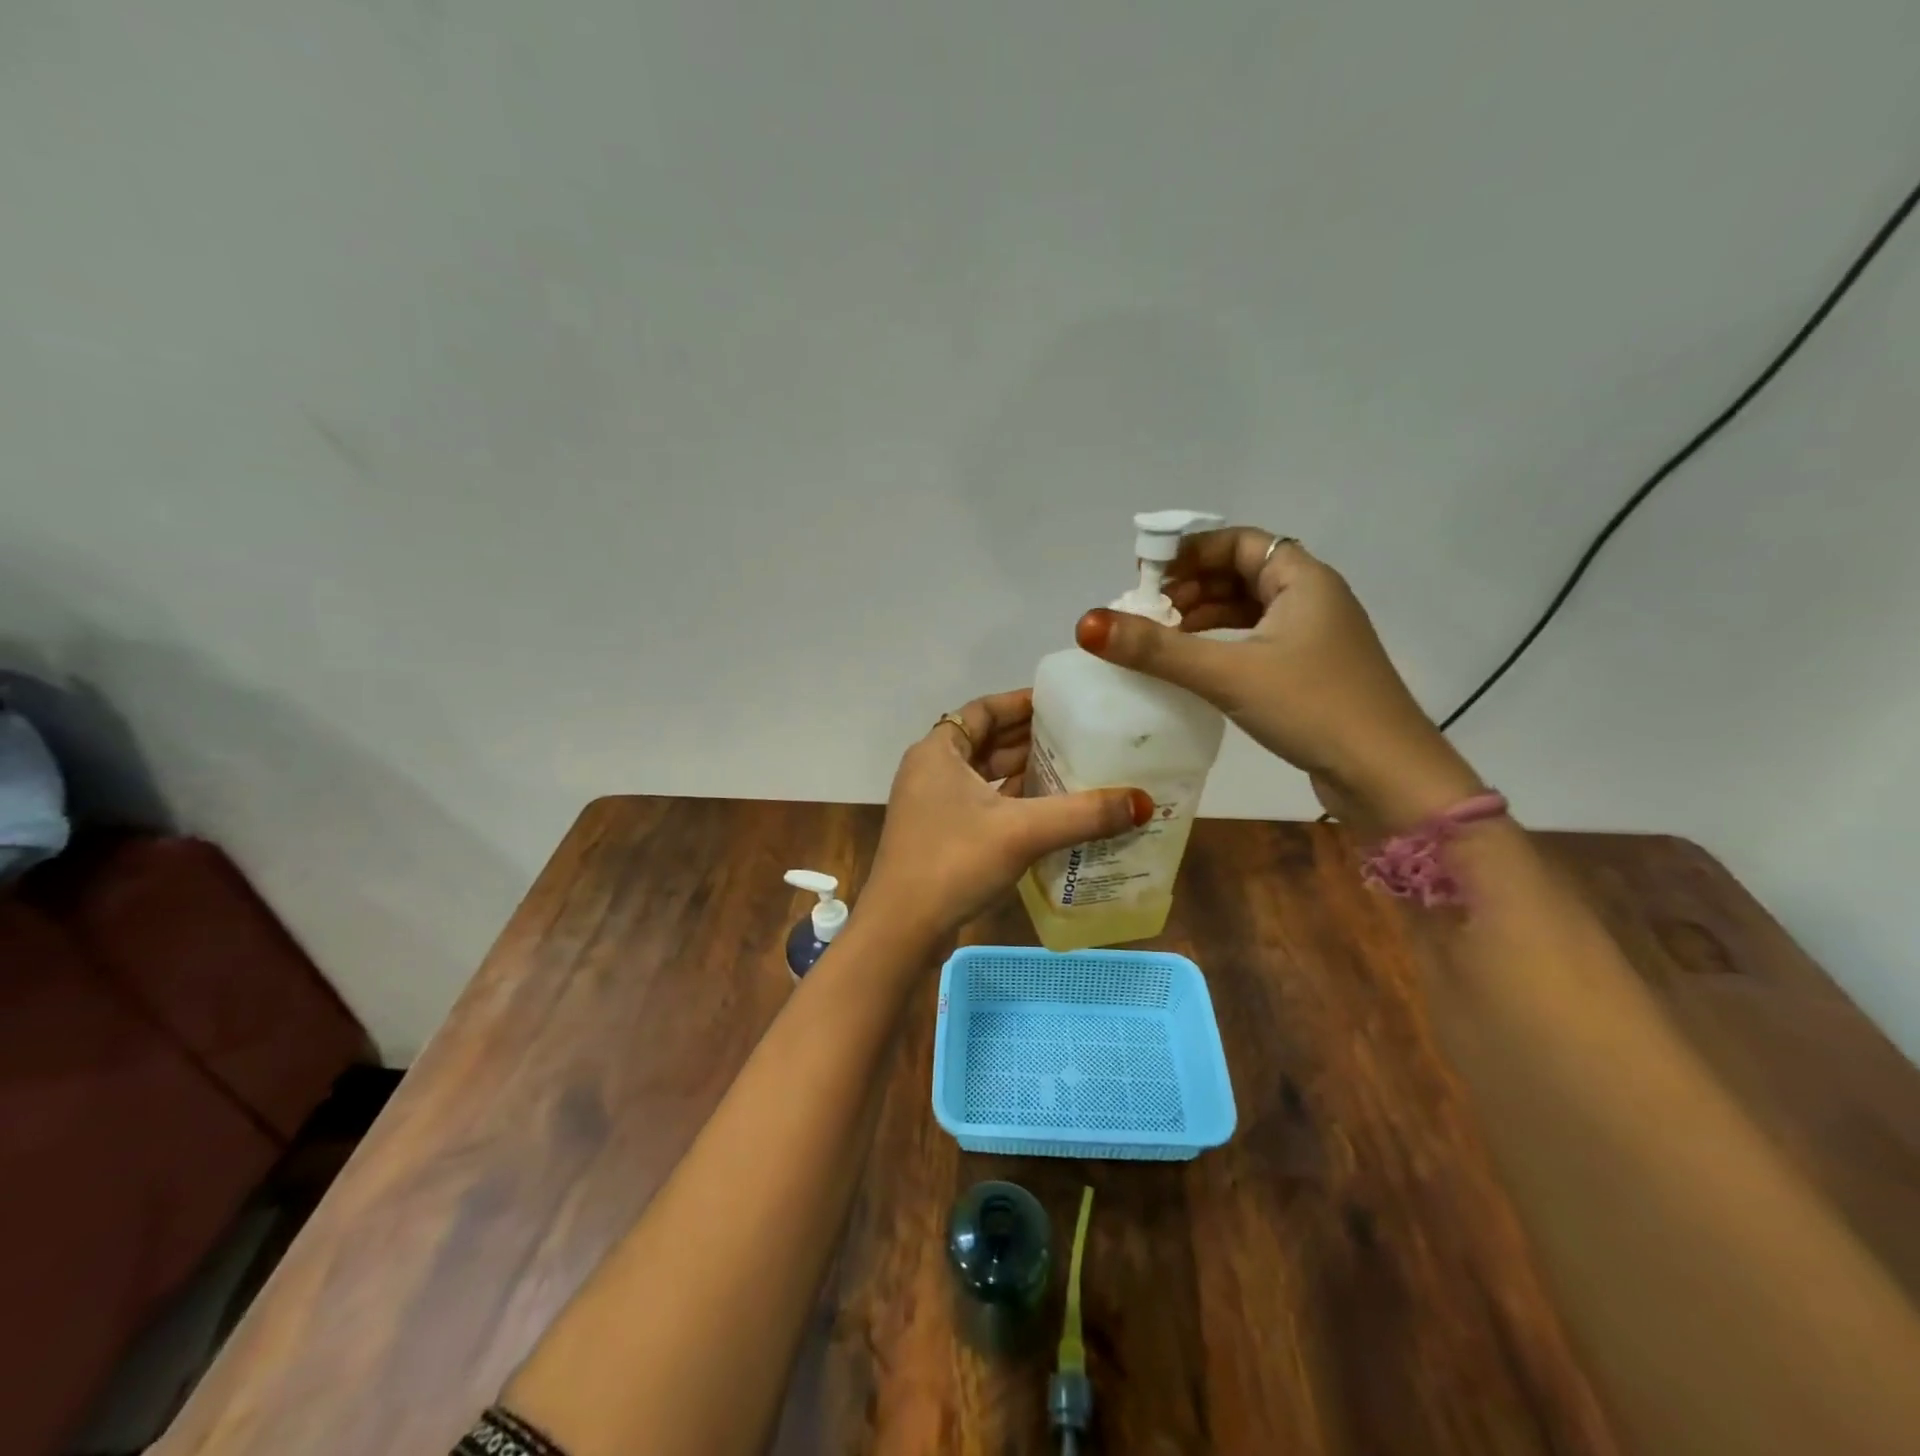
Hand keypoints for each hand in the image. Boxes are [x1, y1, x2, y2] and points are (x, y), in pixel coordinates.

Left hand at [865, 688, 1152, 939]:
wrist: (901, 929)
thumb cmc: (954, 863)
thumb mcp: (1023, 832)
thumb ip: (1083, 814)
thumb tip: (1143, 802)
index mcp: (938, 751)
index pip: (984, 710)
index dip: (1022, 703)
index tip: (1062, 703)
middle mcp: (930, 770)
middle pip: (985, 741)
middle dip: (1028, 739)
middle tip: (1078, 737)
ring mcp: (930, 805)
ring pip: (983, 776)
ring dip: (1021, 772)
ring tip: (1071, 769)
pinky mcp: (938, 835)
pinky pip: (980, 804)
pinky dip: (1011, 802)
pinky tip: (1046, 811)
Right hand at [1075, 528, 1480, 832]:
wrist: (1387, 776)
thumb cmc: (1313, 707)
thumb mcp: (1228, 673)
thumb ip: (1156, 649)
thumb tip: (1087, 623)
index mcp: (1303, 579)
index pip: (1240, 541)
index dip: (1191, 551)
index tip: (1146, 575)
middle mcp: (1312, 599)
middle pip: (1241, 573)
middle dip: (1191, 587)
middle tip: (1147, 612)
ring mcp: (1314, 638)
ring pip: (1248, 610)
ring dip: (1204, 618)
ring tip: (1160, 639)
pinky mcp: (1310, 673)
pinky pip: (1255, 642)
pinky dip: (1221, 645)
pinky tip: (1194, 667)